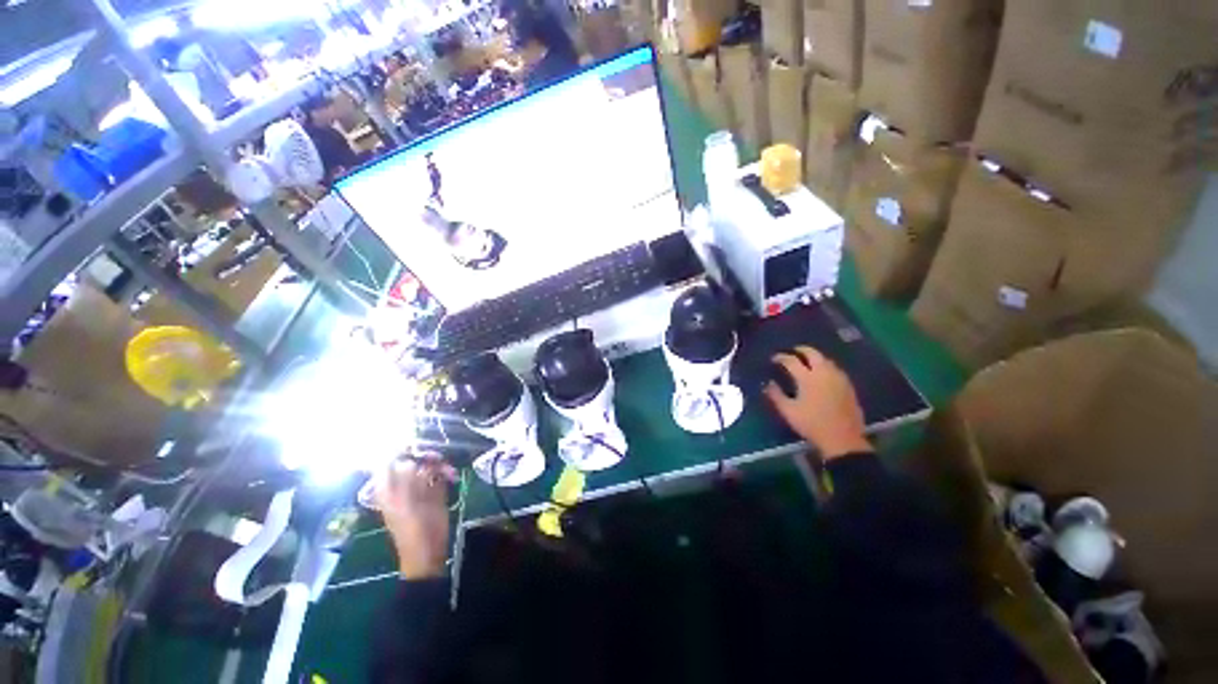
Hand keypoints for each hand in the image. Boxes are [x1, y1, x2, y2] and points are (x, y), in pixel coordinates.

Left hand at [373, 454, 457, 579]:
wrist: (429, 552)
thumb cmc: (412, 531)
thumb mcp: (405, 505)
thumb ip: (404, 481)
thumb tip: (406, 458)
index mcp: (388, 489)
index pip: (388, 461)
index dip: (399, 450)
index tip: (415, 443)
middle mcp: (403, 485)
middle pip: (411, 461)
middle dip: (424, 456)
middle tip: (436, 456)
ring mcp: (419, 489)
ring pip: (428, 466)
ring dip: (438, 464)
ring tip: (448, 469)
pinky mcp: (434, 493)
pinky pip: (440, 475)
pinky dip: (446, 472)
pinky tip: (452, 475)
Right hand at [763, 346, 870, 460]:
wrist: (842, 439)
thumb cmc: (811, 424)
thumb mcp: (788, 411)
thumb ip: (776, 395)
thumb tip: (767, 383)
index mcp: (807, 378)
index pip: (791, 361)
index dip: (781, 357)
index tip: (774, 359)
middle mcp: (824, 373)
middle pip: (812, 353)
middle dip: (801, 350)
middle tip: (792, 351)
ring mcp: (838, 378)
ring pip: (825, 360)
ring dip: (814, 357)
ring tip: (806, 361)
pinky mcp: (848, 386)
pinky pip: (834, 368)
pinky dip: (825, 365)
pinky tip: (822, 373)